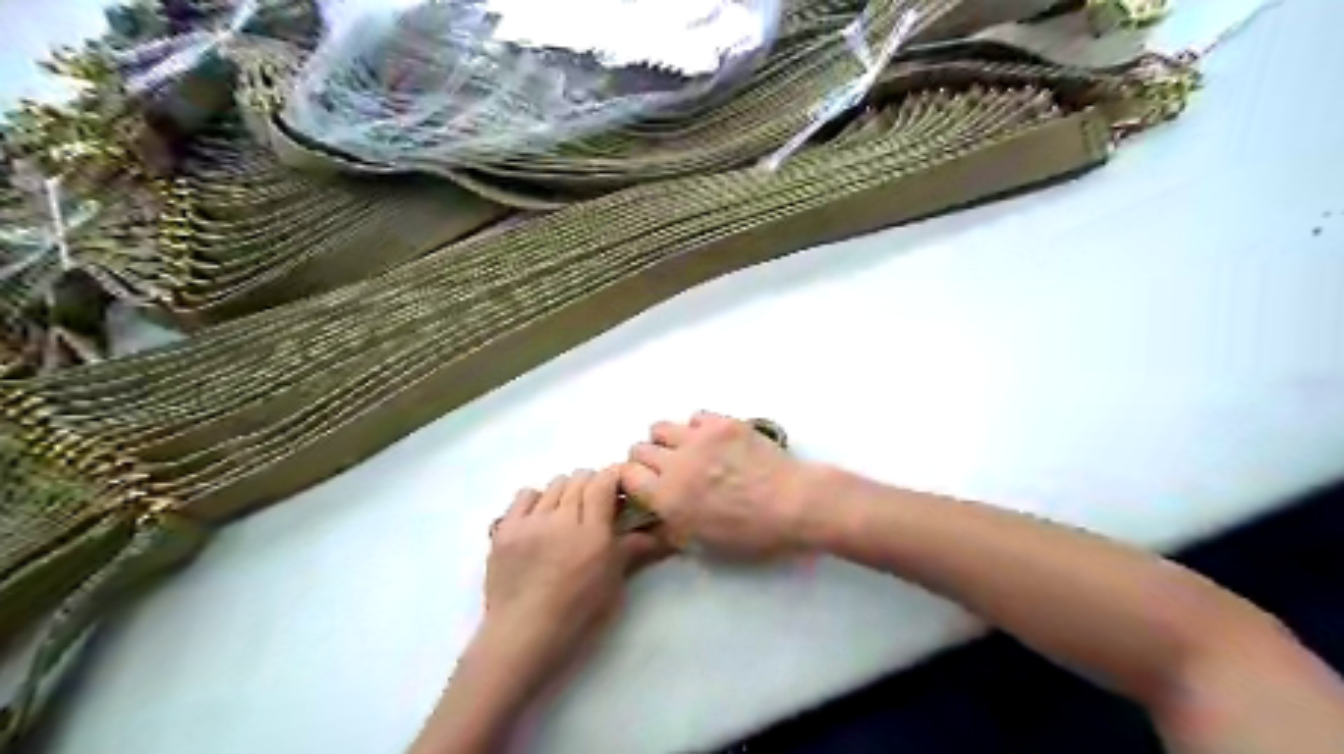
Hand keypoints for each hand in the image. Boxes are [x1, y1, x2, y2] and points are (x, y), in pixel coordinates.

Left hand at [480, 468, 663, 691]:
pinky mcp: (505, 528)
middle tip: (594, 507)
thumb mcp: (612, 582)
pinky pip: (525, 494)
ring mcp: (530, 522)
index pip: (603, 481)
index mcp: (592, 533)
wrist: (521, 635)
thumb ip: (633, 549)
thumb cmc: (576, 614)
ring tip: (567, 514)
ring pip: (554, 484)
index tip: (617, 490)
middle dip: (592, 486)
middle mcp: (561, 519)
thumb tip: (665, 534)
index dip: (612, 478)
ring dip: (566, 492)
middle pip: (580, 478)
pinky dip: (537, 499)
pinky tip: (540, 518)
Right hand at [622, 413, 818, 560]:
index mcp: (668, 497)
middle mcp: (676, 463)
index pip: (625, 475)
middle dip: (647, 461)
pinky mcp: (722, 423)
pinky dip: (696, 428)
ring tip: (687, 452)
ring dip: (667, 441)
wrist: (794, 504)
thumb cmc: (752, 533)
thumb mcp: (704, 543)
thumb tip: (659, 513)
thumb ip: (672, 525)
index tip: (645, 486)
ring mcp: (698, 438)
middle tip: (667, 471)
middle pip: (639, 448)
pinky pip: (694, 417)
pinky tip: (712, 442)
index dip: (632, 481)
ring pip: (660, 427)